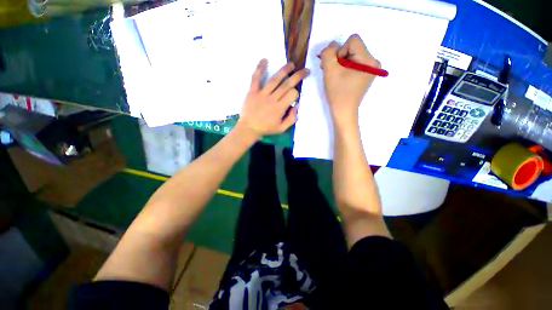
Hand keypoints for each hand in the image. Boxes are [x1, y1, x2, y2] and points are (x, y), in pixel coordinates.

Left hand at [237, 59, 309, 138]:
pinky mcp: (252, 91)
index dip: (296, 92)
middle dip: (297, 76)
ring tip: (291, 64)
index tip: (295, 95)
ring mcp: (262, 94)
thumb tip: (297, 106)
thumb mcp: (281, 129)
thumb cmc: (266, 129)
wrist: (249, 129)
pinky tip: (265, 60)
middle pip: (286, 84)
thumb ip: (291, 119)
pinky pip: (256, 78)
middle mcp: (272, 99)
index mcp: (280, 108)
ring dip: (284, 70)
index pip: (292, 94)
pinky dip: (259, 69)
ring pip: (274, 80)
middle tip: (305, 70)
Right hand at [320, 34, 379, 121]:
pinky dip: (345, 68)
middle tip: (332, 72)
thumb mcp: (330, 71)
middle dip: (340, 58)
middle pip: (353, 47)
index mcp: (368, 60)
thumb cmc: (338, 93)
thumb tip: (332, 45)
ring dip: (340, 63)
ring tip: (335, 76)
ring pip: (352, 55)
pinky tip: (340, 78)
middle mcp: (374, 62)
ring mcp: (371, 69)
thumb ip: (328, 53)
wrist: (343, 111)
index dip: (340, 51)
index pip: (353, 40)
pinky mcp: (366, 75)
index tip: (336, 67)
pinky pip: (354, 63)